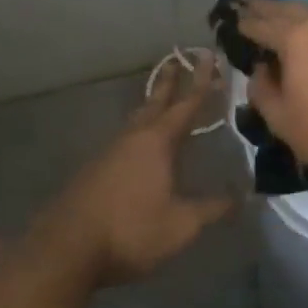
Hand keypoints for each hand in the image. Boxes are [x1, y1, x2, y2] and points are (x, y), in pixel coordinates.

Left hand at [42, 54, 236, 286]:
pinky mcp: (92, 173)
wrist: (65, 252)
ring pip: (135, 122)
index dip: (201, 81)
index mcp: (158, 142)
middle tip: (175, 60)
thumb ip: (213, 209)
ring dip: (150, 107)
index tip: (208, 56)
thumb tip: (242, 197)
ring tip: (159, 102)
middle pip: (155, 103)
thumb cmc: (130, 230)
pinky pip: (122, 142)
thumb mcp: (181, 225)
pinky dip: (136, 133)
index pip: (186, 104)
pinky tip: (137, 148)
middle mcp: (133, 138)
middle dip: (169, 82)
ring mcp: (108, 154)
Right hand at [238, 0, 307, 188]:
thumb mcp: (280, 117)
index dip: (244, 24)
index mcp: (296, 36)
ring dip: (292, 13)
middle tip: (248, 8)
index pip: (261, 23)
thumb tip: (261, 69)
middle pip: (287, 9)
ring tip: (277, 20)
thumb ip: (262, 87)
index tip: (232, 22)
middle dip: (266, 9)